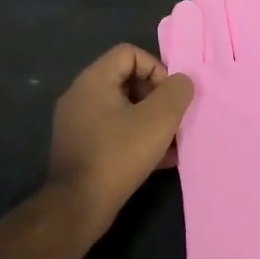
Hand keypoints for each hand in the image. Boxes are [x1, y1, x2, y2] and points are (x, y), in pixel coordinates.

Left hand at [46, 44, 193, 239]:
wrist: (78, 205)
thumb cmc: (119, 154)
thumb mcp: (158, 120)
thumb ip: (176, 93)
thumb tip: (182, 82)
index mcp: (93, 80)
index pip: (129, 52)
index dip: (156, 68)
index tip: (170, 96)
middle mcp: (80, 95)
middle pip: (126, 80)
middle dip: (156, 98)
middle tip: (173, 120)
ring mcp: (77, 123)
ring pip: (122, 110)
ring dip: (150, 121)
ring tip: (172, 143)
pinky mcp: (80, 147)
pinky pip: (113, 132)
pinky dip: (136, 139)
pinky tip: (160, 161)